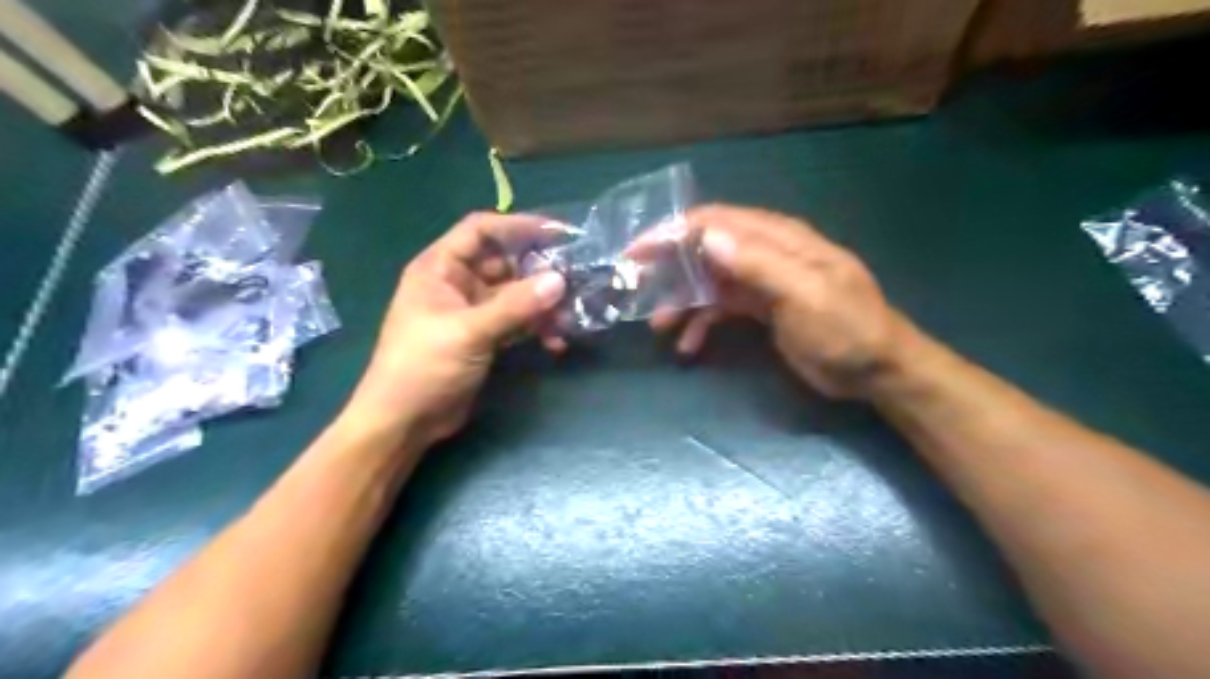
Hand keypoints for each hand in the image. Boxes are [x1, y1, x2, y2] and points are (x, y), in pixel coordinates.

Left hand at [339, 212, 566, 444]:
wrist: (404, 422)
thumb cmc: (424, 367)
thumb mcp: (469, 332)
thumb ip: (515, 305)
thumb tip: (560, 280)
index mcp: (440, 268)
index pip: (481, 231)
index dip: (518, 226)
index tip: (557, 233)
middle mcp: (457, 283)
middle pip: (505, 263)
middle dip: (539, 272)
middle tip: (575, 280)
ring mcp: (472, 311)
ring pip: (515, 295)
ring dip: (542, 304)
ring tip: (569, 318)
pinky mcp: (484, 337)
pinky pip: (516, 322)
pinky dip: (536, 328)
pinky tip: (556, 343)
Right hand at [660, 204, 906, 399]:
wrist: (876, 371)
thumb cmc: (847, 330)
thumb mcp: (805, 295)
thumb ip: (759, 264)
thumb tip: (708, 235)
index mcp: (779, 239)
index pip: (717, 221)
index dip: (674, 231)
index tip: (638, 252)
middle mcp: (767, 253)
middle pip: (707, 248)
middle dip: (670, 265)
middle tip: (635, 285)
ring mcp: (763, 282)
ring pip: (710, 281)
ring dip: (682, 300)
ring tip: (659, 326)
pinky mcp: (762, 309)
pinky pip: (722, 308)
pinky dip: (702, 324)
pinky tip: (689, 346)